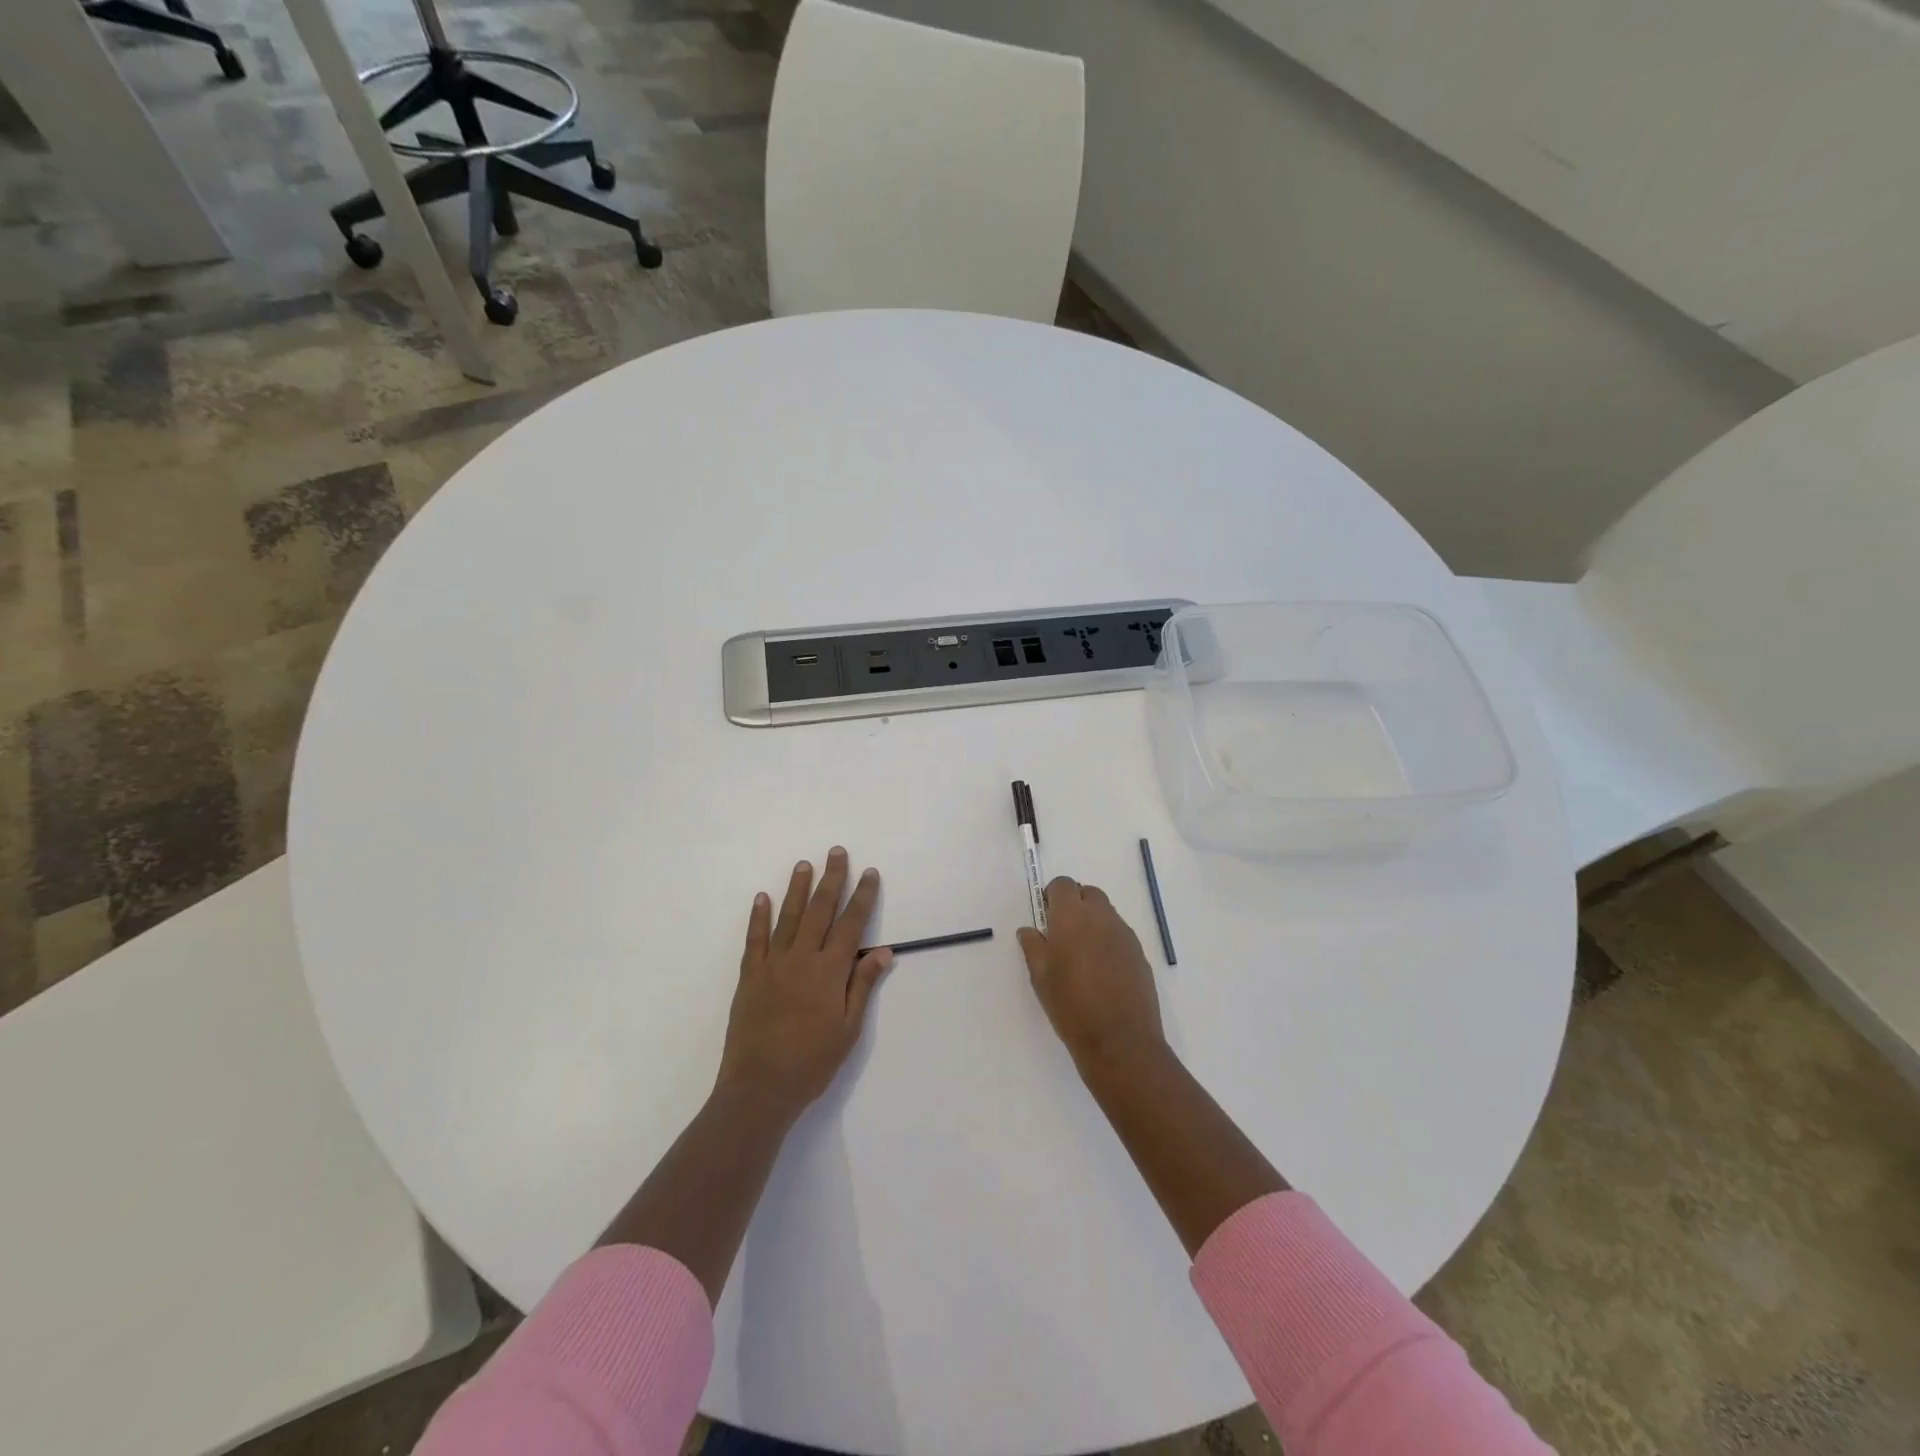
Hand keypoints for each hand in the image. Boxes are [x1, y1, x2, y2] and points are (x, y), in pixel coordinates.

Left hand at [716, 848, 892, 1118]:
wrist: (760, 1088)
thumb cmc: (812, 1062)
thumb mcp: (849, 1029)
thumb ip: (863, 986)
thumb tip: (884, 951)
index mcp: (830, 971)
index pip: (852, 924)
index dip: (862, 897)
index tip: (869, 872)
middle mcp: (802, 958)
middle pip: (820, 910)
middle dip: (831, 879)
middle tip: (836, 852)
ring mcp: (773, 964)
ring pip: (788, 917)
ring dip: (797, 888)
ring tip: (804, 864)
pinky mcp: (750, 976)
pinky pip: (755, 939)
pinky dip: (758, 916)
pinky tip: (762, 897)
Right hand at [1017, 877, 1166, 1075]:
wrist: (1120, 1041)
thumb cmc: (1071, 1006)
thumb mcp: (1040, 977)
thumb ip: (1033, 946)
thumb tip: (1029, 930)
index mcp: (1072, 917)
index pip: (1063, 885)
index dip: (1052, 895)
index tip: (1046, 917)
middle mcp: (1101, 917)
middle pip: (1088, 893)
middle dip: (1075, 904)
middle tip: (1063, 933)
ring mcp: (1124, 934)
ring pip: (1106, 913)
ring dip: (1092, 922)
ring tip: (1082, 955)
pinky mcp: (1139, 953)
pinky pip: (1120, 934)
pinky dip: (1108, 940)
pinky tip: (1101, 970)